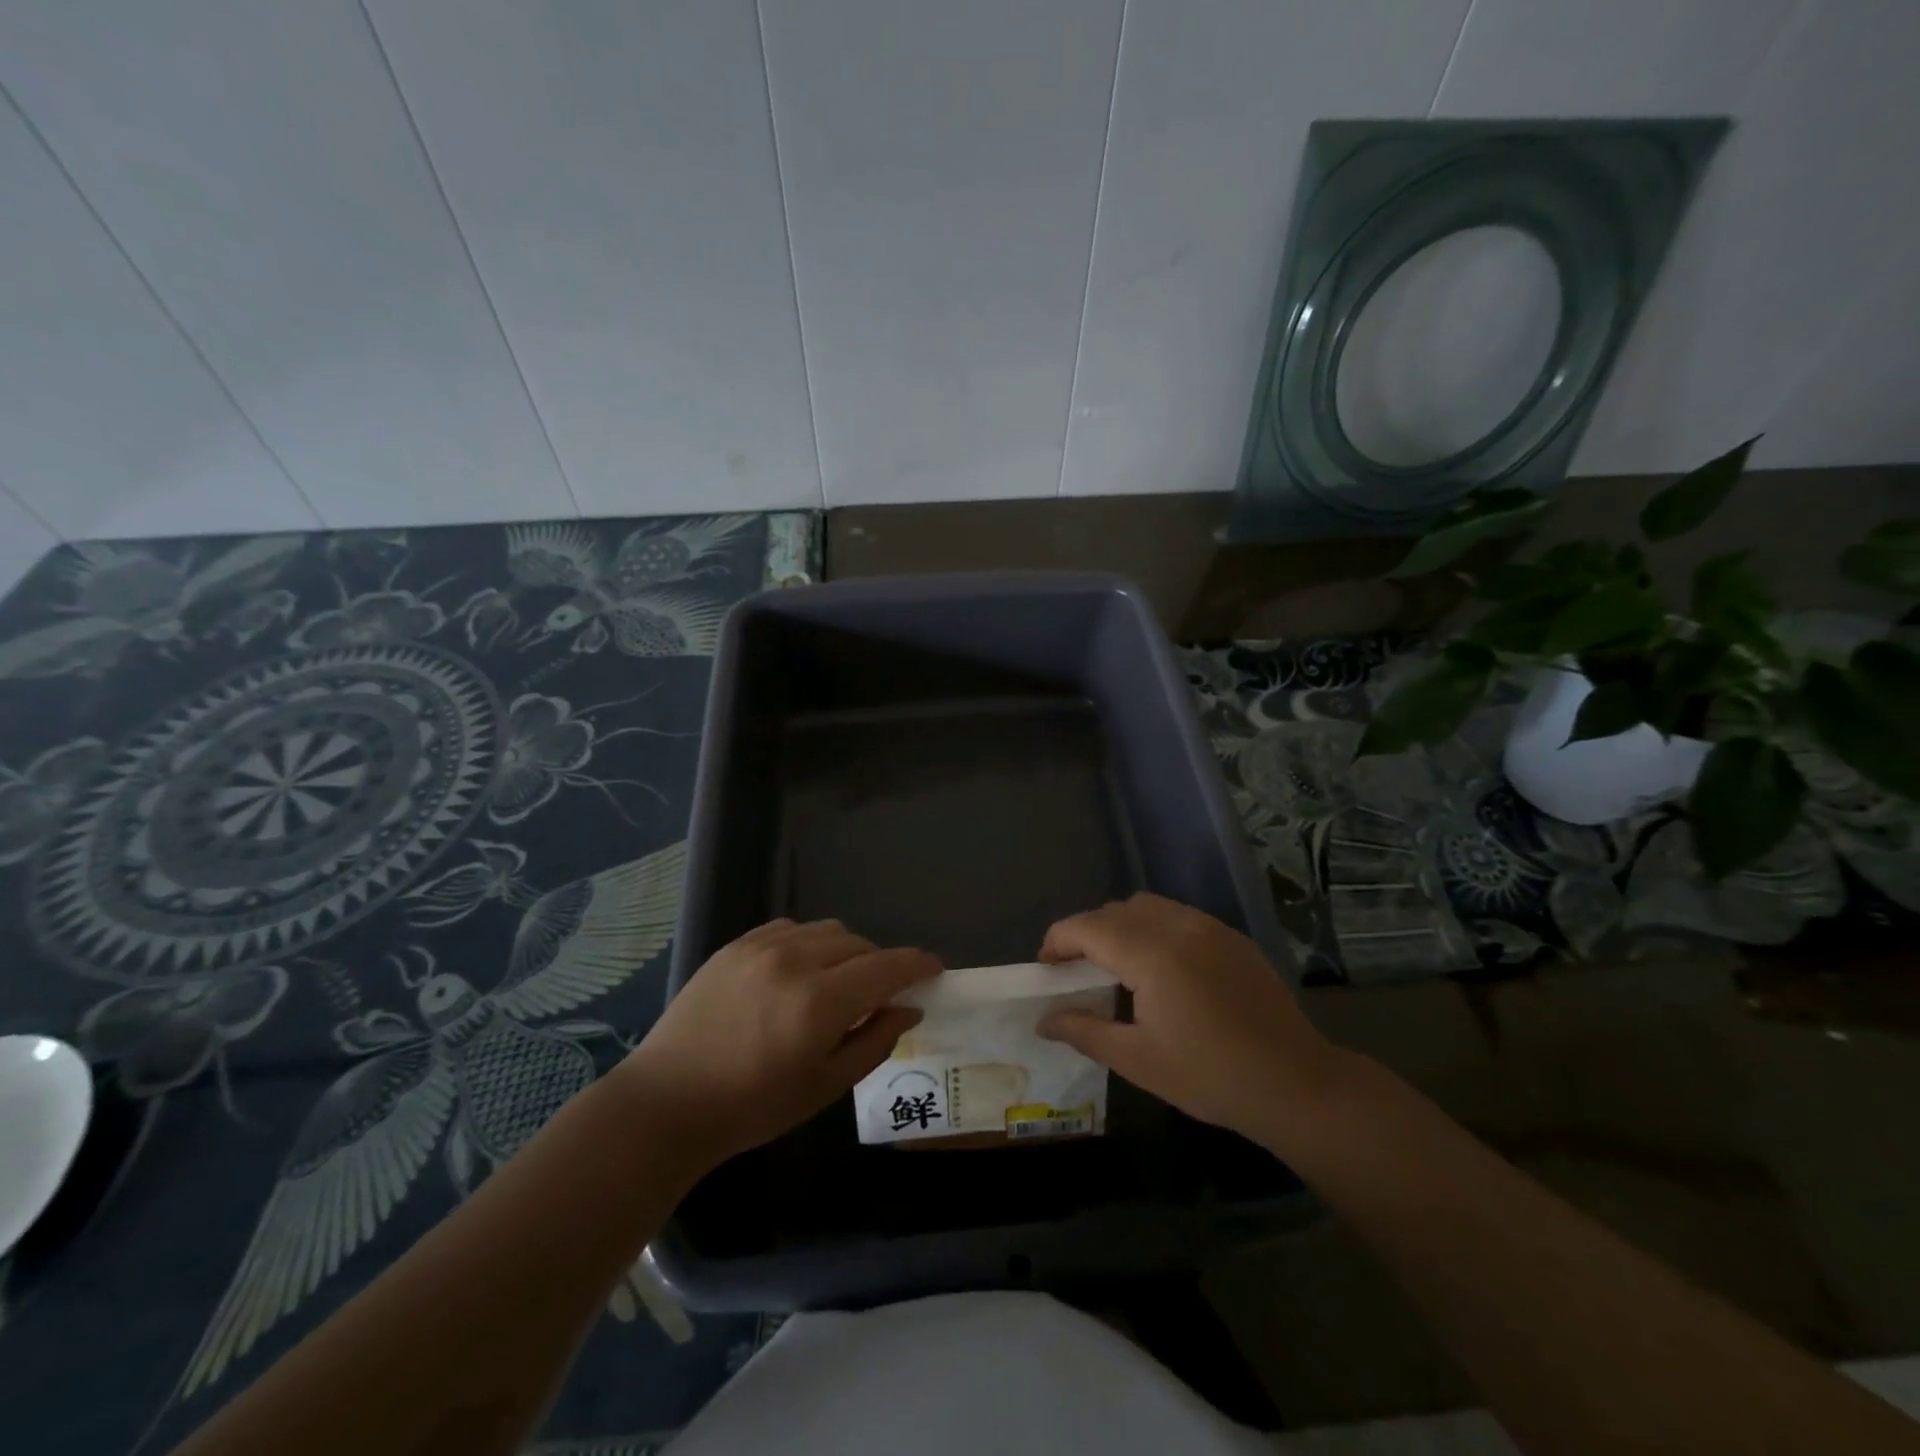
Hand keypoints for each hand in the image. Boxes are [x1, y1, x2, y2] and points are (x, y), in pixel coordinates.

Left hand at [618, 919, 939, 1167]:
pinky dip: (809, 943)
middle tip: (879, 995)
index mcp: (820, 1003)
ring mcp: (762, 947)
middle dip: (880, 965)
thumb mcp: (825, 1086)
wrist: (667, 1101)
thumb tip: (909, 1009)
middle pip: (860, 944)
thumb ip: (875, 1040)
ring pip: (828, 930)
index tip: (935, 969)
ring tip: (836, 983)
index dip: (918, 965)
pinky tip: (799, 972)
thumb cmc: (753, 1107)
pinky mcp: (737, 944)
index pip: (888, 967)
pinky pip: (792, 928)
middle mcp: (795, 962)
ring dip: (846, 952)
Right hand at [1037, 893, 1341, 1145]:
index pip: (1087, 927)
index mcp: (1151, 954)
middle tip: (1076, 972)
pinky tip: (1161, 969)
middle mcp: (1178, 926)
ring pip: (1148, 906)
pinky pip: (1178, 916)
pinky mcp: (1231, 938)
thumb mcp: (1138, 1060)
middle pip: (1115, 911)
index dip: (1058, 941)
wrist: (1296, 1084)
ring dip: (1120, 926)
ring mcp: (1209, 928)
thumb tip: (1043, 1020)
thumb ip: (1084, 1031)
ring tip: (1116, 967)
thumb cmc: (1210, 1076)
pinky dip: (1154, 928)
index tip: (1046, 968)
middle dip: (1086, 933)